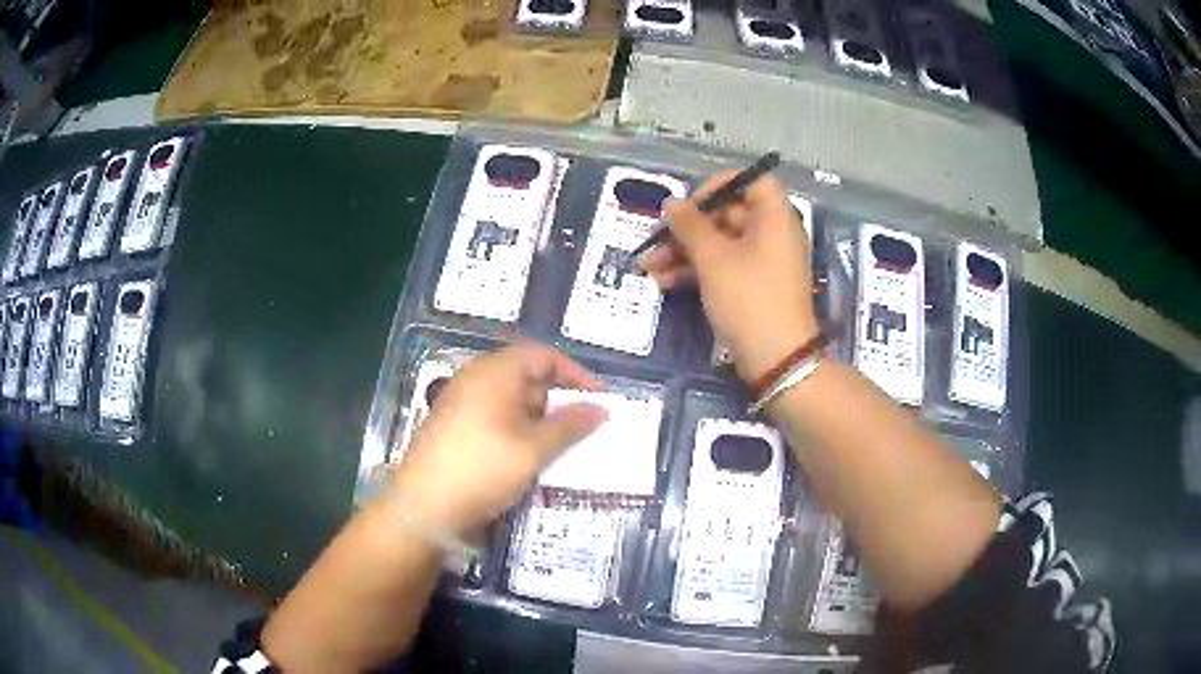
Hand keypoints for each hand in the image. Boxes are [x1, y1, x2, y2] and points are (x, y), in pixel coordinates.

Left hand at [387, 343, 608, 534]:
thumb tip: (602, 409)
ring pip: (513, 401)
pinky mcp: (457, 427)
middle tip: (584, 427)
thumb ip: (569, 426)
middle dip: (559, 399)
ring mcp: (463, 404)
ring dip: (541, 419)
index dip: (575, 374)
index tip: (599, 399)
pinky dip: (520, 431)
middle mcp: (476, 380)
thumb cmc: (480, 471)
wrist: (423, 508)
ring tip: (563, 447)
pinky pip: (497, 418)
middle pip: (527, 376)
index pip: (542, 356)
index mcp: (493, 373)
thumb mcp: (532, 450)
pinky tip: (532, 457)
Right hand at [641, 172, 817, 382]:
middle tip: (657, 239)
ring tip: (649, 267)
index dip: (719, 184)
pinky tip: (663, 283)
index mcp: (774, 217)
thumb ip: (689, 226)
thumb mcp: (713, 259)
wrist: (777, 359)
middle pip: (728, 215)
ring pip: (720, 244)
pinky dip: (696, 271)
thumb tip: (671, 203)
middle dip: (688, 227)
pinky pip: (724, 267)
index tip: (690, 201)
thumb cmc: (749, 298)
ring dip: (684, 252)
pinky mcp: (754, 287)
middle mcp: (772, 234)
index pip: (751, 181)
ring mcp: (764, 262)